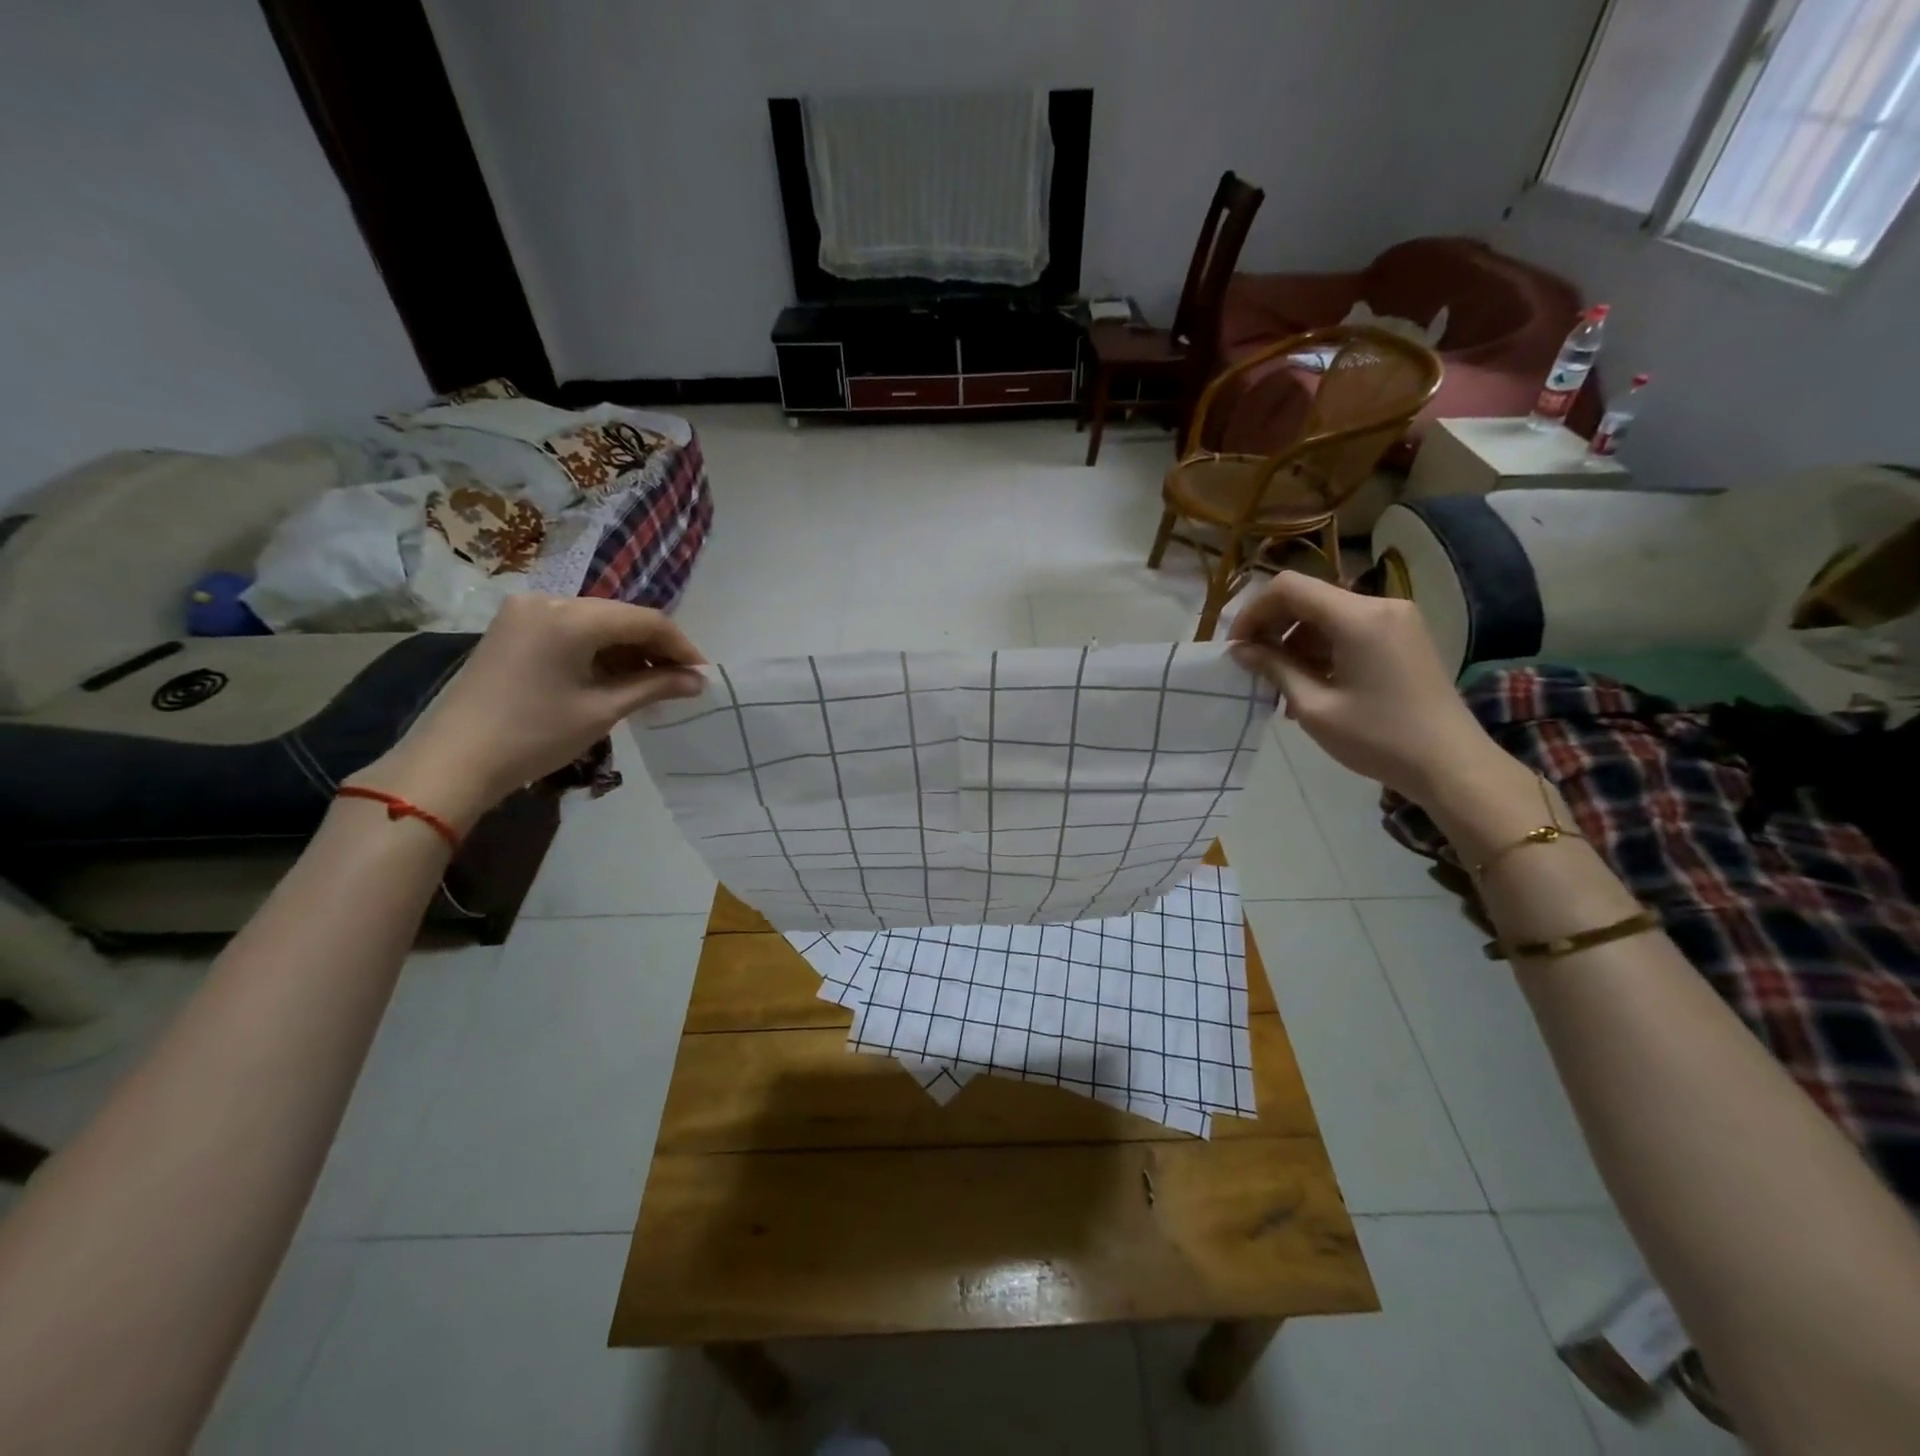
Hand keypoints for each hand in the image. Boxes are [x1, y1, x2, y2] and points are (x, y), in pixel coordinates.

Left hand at [349, 595, 706, 830]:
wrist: (453, 759)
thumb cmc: (535, 734)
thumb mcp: (602, 709)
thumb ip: (654, 686)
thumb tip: (698, 681)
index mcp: (571, 616)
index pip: (645, 619)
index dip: (680, 645)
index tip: (702, 674)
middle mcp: (548, 600)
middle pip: (620, 616)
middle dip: (654, 647)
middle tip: (680, 680)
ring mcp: (525, 612)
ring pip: (596, 622)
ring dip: (627, 649)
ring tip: (651, 683)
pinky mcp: (512, 628)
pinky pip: (570, 630)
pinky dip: (598, 650)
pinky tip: (613, 677)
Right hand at [1228, 572, 1508, 805]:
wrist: (1451, 764)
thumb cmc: (1378, 738)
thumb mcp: (1315, 707)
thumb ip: (1274, 669)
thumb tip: (1240, 650)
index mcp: (1358, 618)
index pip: (1289, 588)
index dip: (1254, 611)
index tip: (1237, 647)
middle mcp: (1380, 605)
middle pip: (1308, 598)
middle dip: (1273, 626)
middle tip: (1253, 665)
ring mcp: (1396, 619)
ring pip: (1327, 615)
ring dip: (1295, 641)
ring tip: (1281, 685)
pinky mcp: (1404, 636)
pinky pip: (1349, 629)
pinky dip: (1321, 648)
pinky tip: (1311, 684)